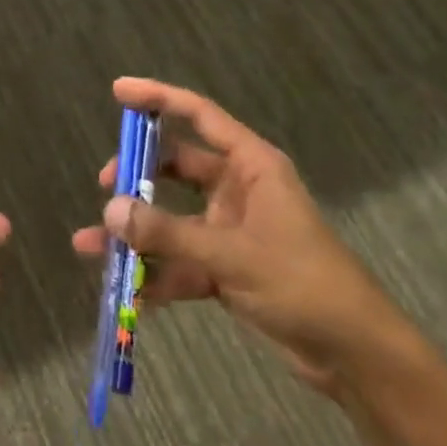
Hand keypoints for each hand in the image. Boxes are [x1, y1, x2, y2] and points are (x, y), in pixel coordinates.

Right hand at [73, 78, 407, 396]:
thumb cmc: (302, 283)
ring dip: (137, 233)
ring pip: (172, 219)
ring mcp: (231, 230)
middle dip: (137, 174)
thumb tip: (110, 210)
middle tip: (105, 186)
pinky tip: (125, 291)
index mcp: (251, 166)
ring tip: (91, 246)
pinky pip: (181, 261)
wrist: (355, 354)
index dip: (158, 97)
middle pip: (177, 166)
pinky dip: (155, 274)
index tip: (118, 90)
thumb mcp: (232, 255)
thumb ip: (168, 233)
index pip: (198, 115)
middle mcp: (238, 190)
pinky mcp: (227, 269)